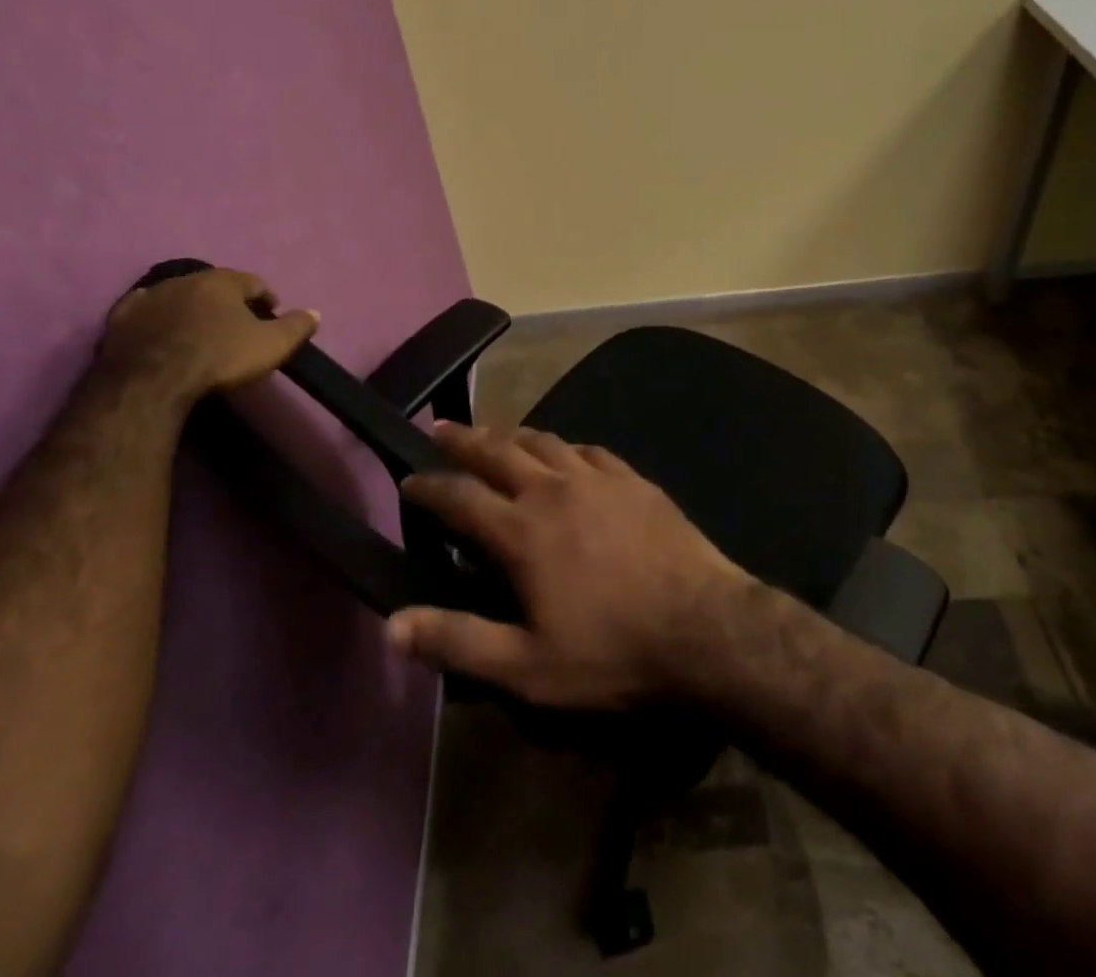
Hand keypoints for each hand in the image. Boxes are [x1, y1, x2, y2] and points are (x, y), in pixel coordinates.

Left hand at [97, 267, 317, 404]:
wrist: (152, 381)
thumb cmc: (219, 358)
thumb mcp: (271, 345)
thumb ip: (296, 327)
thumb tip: (315, 312)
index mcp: (223, 282)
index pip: (253, 282)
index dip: (266, 297)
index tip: (271, 312)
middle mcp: (186, 279)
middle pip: (214, 285)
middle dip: (227, 300)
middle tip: (236, 321)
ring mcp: (150, 296)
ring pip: (178, 294)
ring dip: (191, 306)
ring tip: (199, 327)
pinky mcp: (121, 318)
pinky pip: (142, 309)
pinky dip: (154, 315)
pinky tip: (157, 326)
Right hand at [387, 423, 751, 708]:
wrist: (704, 627)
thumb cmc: (612, 652)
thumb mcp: (527, 667)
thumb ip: (459, 642)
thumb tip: (392, 626)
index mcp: (522, 531)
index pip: (460, 497)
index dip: (429, 486)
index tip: (408, 478)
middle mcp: (553, 489)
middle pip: (498, 451)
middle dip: (464, 439)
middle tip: (441, 428)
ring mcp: (597, 478)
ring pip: (544, 441)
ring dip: (512, 434)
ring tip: (495, 433)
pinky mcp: (632, 479)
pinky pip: (588, 449)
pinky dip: (564, 446)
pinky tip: (565, 452)